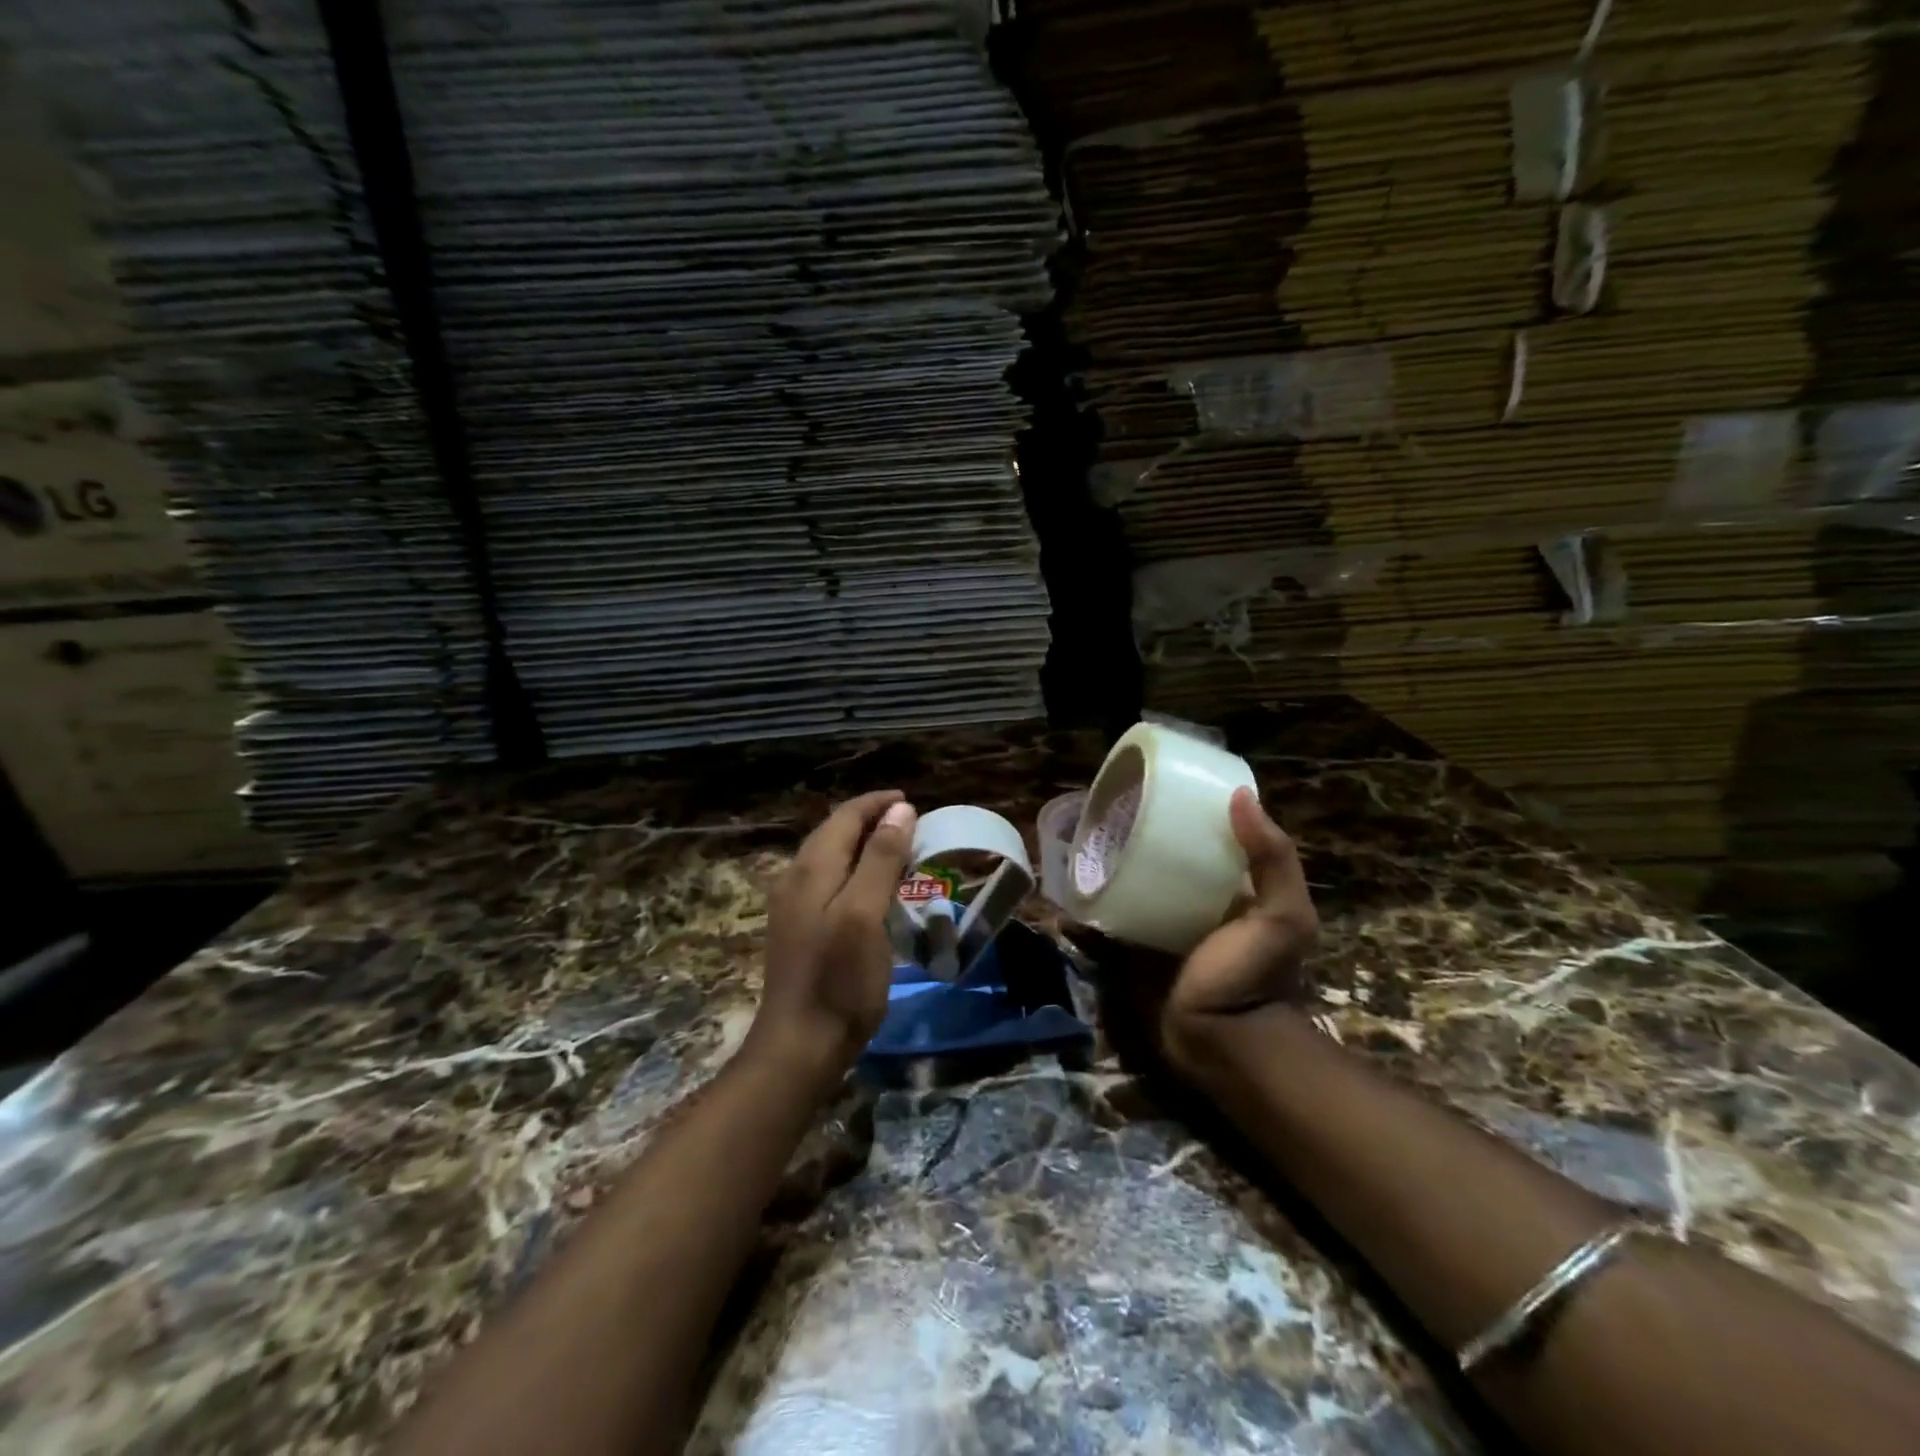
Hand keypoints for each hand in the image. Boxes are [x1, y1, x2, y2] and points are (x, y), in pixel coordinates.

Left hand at [746, 791, 917, 1089]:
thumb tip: (900, 809)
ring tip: (897, 848)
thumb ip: (881, 859)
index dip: (877, 803)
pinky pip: (828, 881)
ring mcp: (792, 905)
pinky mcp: (798, 929)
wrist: (799, 1046)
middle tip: (910, 822)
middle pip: (834, 832)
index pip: (845, 816)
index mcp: (811, 868)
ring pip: (830, 856)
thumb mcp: (865, 913)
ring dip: (863, 844)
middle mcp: (795, 878)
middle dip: (870, 820)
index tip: (911, 800)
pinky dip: (854, 870)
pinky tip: (871, 888)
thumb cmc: (839, 979)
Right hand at [1078, 787, 1316, 1081]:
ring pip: (1127, 888)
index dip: (1185, 813)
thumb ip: (1274, 861)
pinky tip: (1065, 894)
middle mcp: (1190, 902)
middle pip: (1158, 860)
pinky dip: (1085, 913)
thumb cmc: (1253, 976)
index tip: (1156, 786)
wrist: (1221, 1044)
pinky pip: (1103, 925)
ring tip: (1077, 844)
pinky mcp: (1129, 951)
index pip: (1203, 840)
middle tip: (1105, 813)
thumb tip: (1238, 794)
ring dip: (1104, 871)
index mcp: (1227, 888)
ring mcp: (1156, 927)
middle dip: (1134, 839)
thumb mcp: (1282, 917)